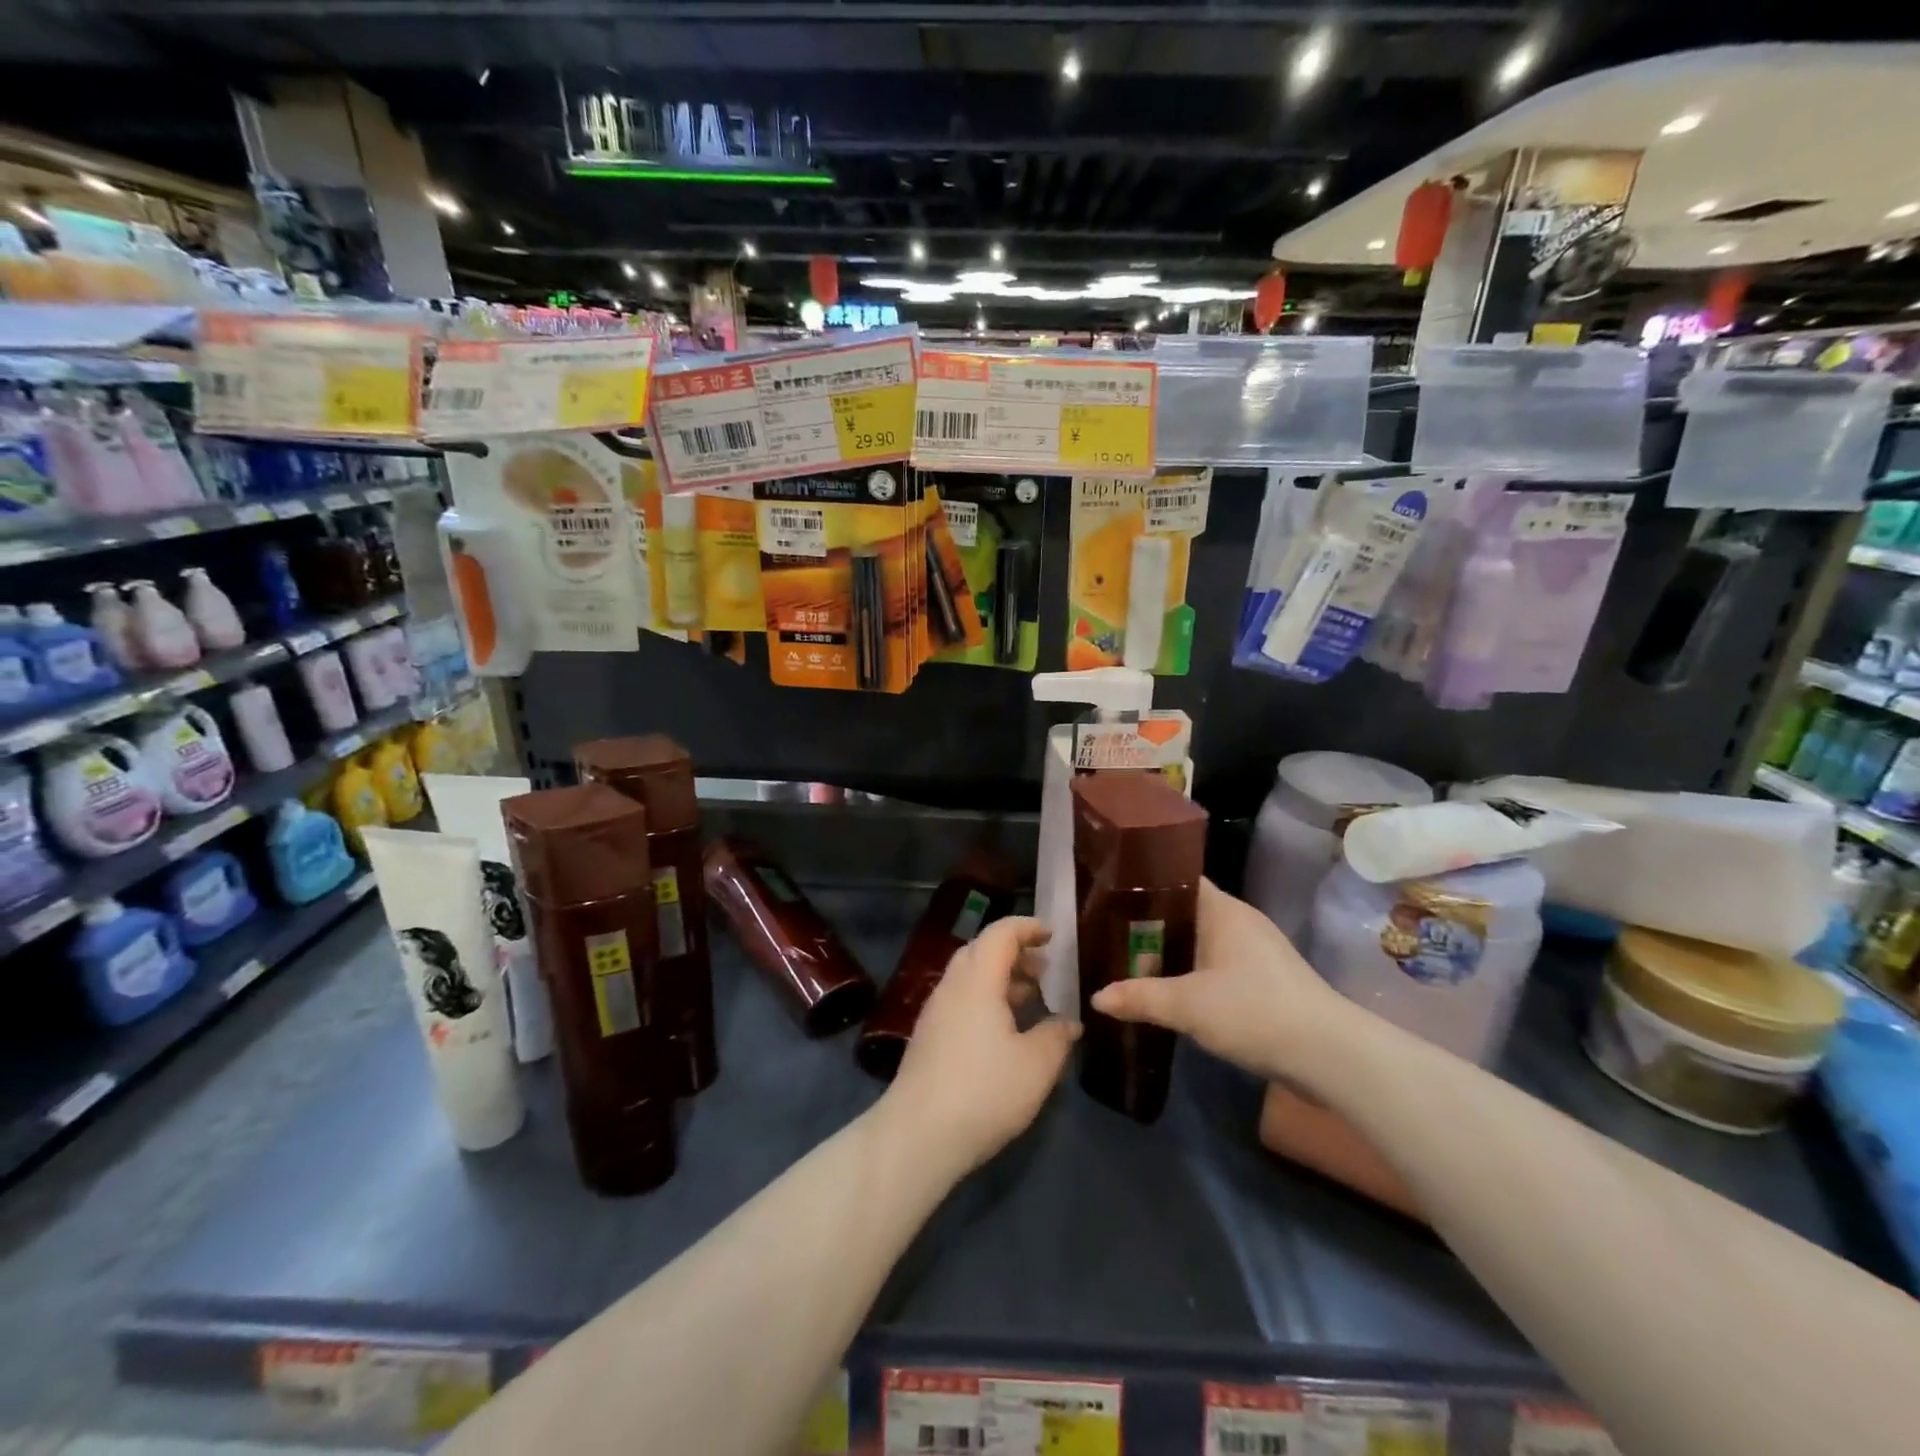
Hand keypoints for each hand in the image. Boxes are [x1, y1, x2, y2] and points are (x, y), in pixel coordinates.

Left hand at [883, 916, 1078, 1176]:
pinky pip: (962, 1001)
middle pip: (982, 951)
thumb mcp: (1036, 1065)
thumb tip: (1069, 1022)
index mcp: (978, 979)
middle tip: (1046, 970)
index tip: (1053, 935)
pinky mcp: (928, 1037)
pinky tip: (1006, 1030)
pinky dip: (987, 1000)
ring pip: (970, 978)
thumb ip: (1056, 1036)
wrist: (918, 1135)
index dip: (1028, 927)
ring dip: (1001, 978)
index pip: (1001, 934)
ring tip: (1032, 998)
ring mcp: (936, 1012)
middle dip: (1015, 953)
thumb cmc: (984, 1091)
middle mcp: (952, 986)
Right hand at [1089, 879, 1351, 1082]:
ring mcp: (1256, 951)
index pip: (1177, 878)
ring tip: (1130, 961)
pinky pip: (1216, 964)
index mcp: (1223, 910)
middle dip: (1149, 923)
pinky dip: (1192, 972)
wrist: (1328, 1055)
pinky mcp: (1265, 980)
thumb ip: (1140, 997)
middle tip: (1108, 933)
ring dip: (1171, 951)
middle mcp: (1240, 921)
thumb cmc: (1254, 1011)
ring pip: (1201, 940)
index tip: (1108, 893)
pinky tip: (1171, 990)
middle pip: (1185, 911)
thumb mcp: (1187, 1006)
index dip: (1143, 883)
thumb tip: (1096, 998)